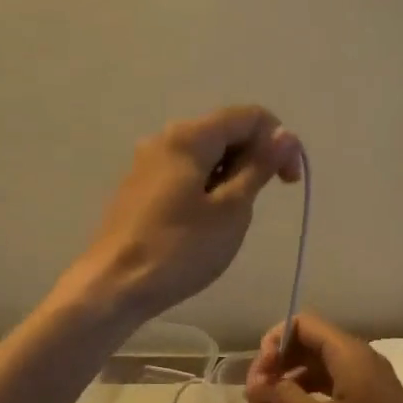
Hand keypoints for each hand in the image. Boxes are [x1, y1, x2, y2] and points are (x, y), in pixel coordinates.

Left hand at [61, 105, 301, 326]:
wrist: (114, 286)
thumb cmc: (179, 249)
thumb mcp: (231, 210)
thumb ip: (259, 167)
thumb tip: (285, 135)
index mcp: (189, 136)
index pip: (249, 117)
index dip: (278, 142)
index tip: (288, 183)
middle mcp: (165, 139)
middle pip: (225, 132)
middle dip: (254, 159)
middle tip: (260, 204)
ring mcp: (147, 164)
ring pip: (205, 155)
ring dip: (231, 176)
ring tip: (231, 219)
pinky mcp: (139, 188)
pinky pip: (185, 174)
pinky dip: (207, 187)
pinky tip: (204, 223)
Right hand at [244, 312, 402, 402]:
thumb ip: (284, 398)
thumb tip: (252, 385)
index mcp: (348, 352)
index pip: (301, 324)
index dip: (274, 342)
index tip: (259, 376)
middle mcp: (356, 358)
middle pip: (306, 345)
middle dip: (277, 367)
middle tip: (257, 399)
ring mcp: (364, 380)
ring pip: (316, 370)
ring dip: (289, 387)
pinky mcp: (368, 402)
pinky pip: (330, 389)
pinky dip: (308, 401)